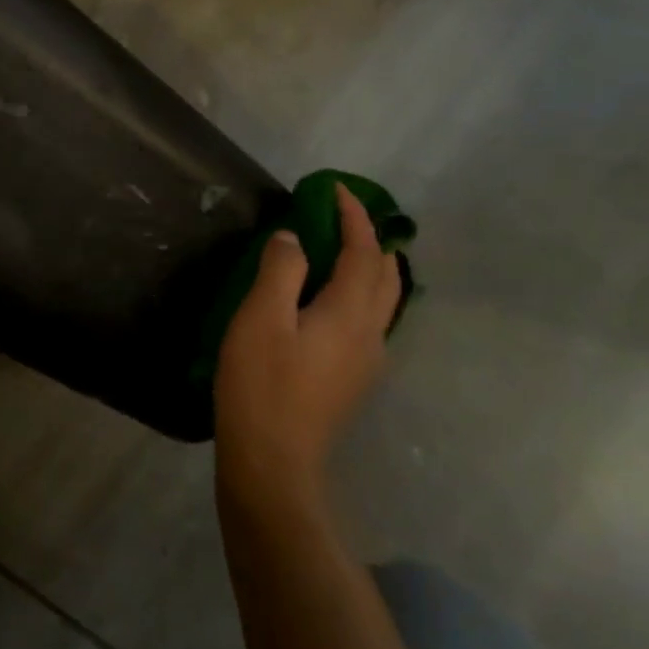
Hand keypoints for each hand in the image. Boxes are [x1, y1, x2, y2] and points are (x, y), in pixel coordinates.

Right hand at [215, 184, 401, 516]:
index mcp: (350, 313)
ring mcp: (366, 361)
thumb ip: (281, 270)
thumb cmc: (262, 384)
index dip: (354, 217)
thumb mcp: (261, 318)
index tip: (336, 188)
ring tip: (342, 249)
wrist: (272, 460)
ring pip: (382, 301)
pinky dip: (359, 292)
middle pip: (386, 276)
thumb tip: (294, 237)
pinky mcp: (352, 379)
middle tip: (345, 215)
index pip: (364, 252)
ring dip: (369, 266)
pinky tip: (330, 299)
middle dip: (372, 240)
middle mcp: (371, 334)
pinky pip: (368, 320)